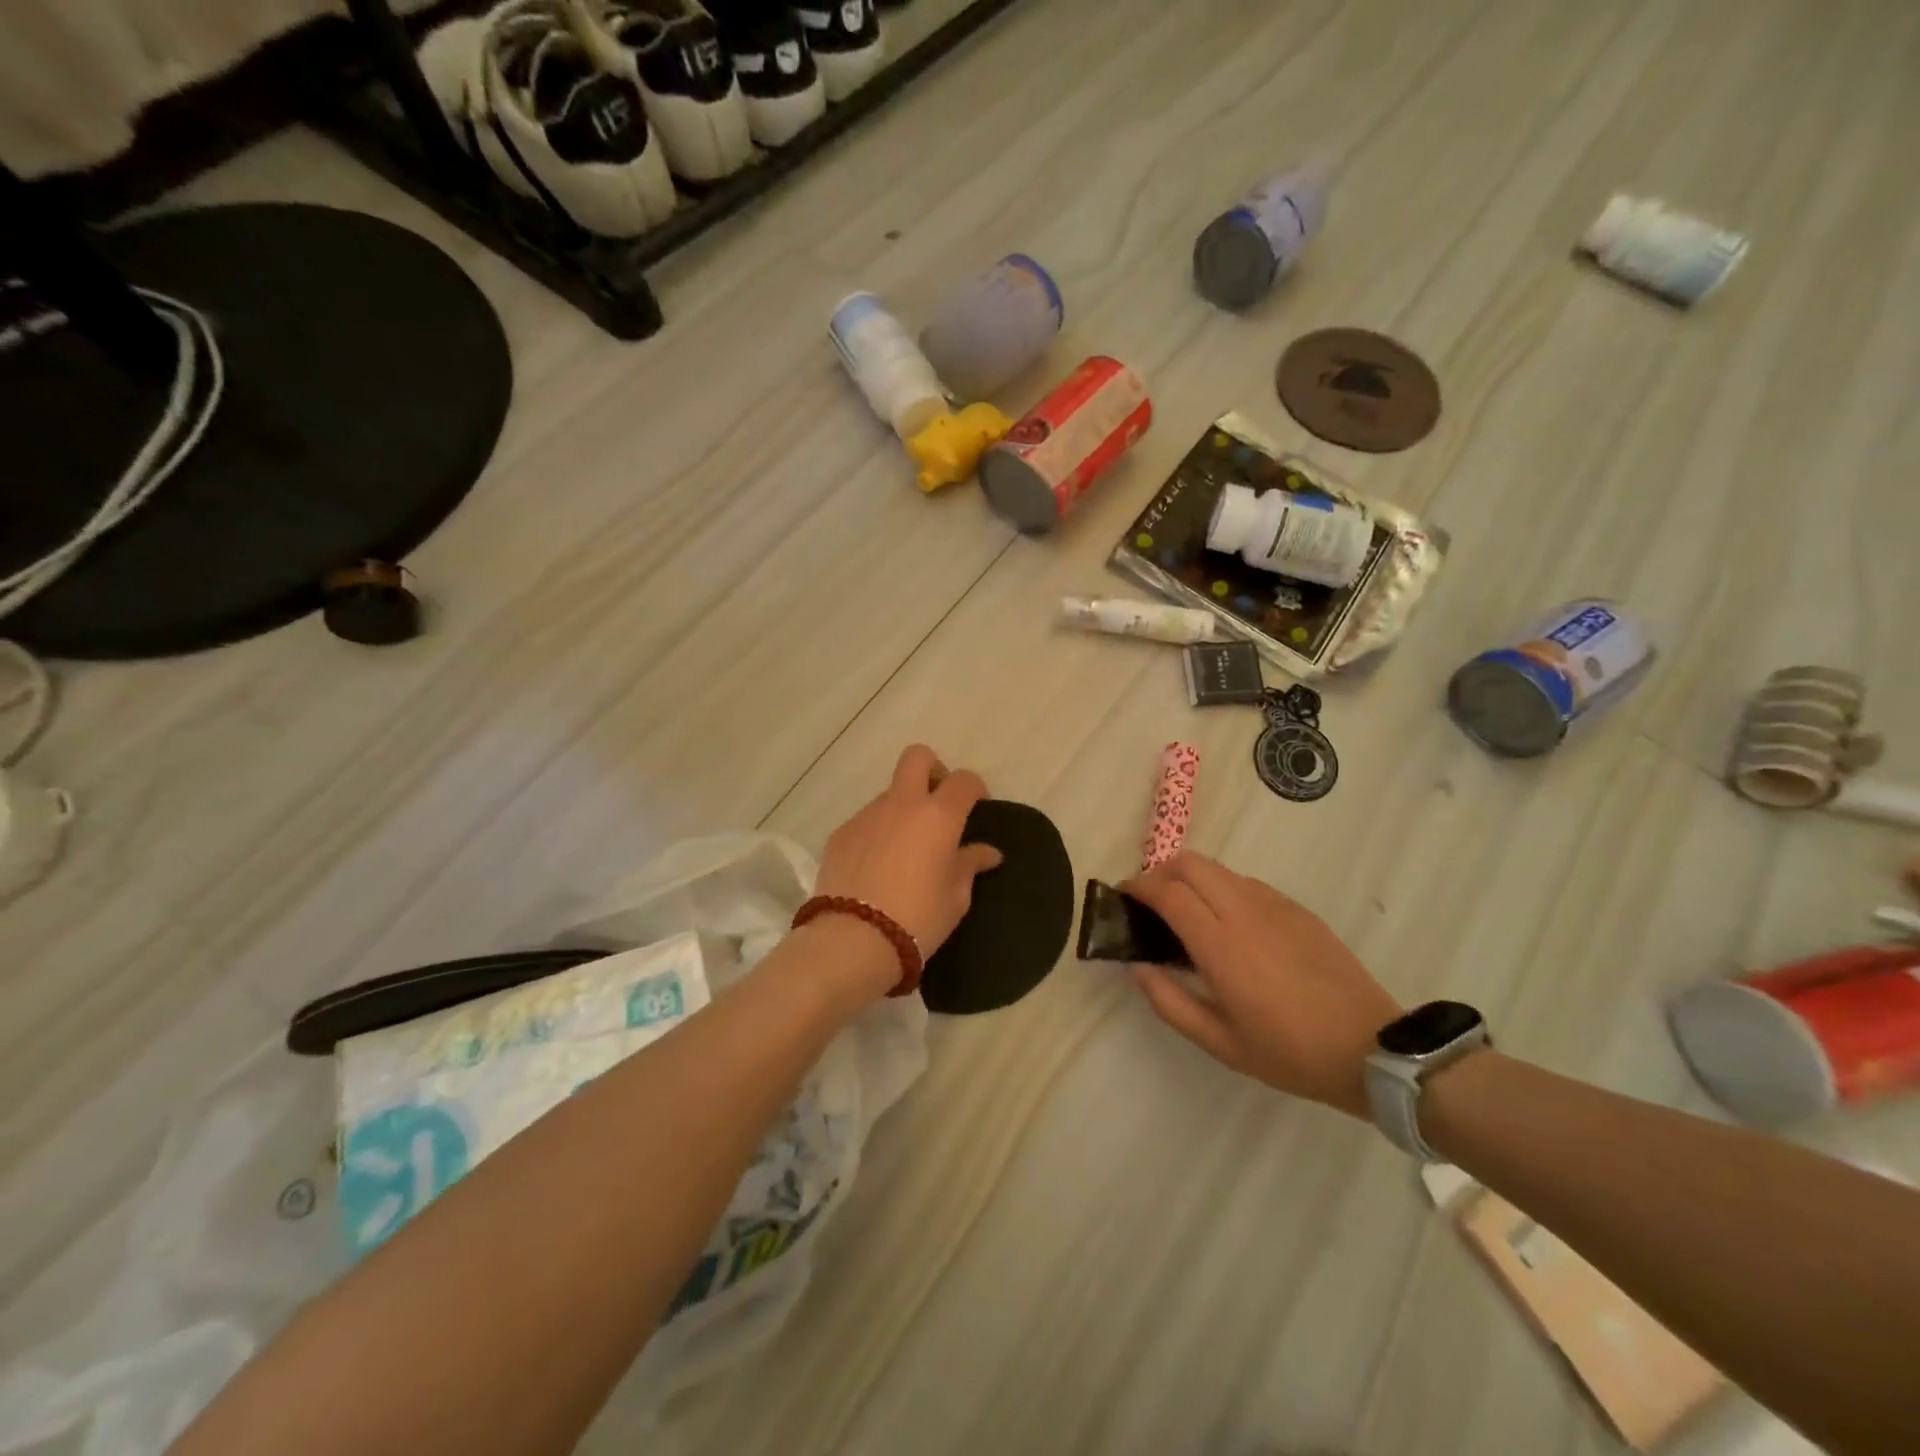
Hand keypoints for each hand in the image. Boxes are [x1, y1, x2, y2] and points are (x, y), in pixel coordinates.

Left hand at [814, 744, 1004, 957]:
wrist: (853, 940)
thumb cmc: (918, 919)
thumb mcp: (956, 897)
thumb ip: (970, 865)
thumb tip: (987, 852)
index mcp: (938, 816)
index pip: (964, 780)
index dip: (975, 788)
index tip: (977, 808)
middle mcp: (902, 804)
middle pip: (917, 757)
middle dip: (932, 770)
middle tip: (938, 804)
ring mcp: (867, 815)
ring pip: (890, 793)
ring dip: (902, 808)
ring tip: (905, 849)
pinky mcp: (841, 833)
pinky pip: (866, 821)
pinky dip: (878, 832)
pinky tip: (877, 866)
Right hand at [1123, 854, 1400, 1117]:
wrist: (1371, 1049)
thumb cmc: (1289, 1053)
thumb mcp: (1220, 1043)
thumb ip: (1170, 1002)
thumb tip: (1136, 966)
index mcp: (1221, 945)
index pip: (1168, 892)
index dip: (1138, 887)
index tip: (1123, 896)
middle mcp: (1244, 912)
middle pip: (1190, 863)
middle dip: (1161, 872)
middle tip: (1151, 901)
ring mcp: (1275, 905)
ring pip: (1219, 868)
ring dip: (1192, 878)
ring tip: (1187, 912)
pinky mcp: (1297, 909)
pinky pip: (1247, 883)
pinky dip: (1223, 888)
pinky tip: (1229, 924)